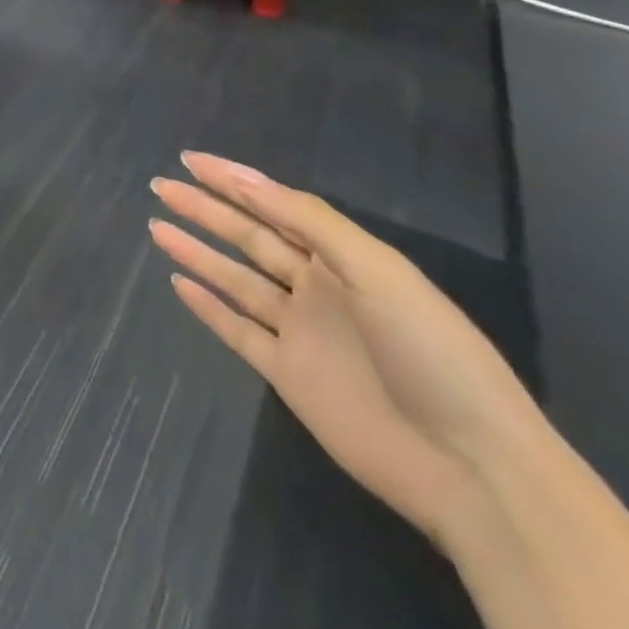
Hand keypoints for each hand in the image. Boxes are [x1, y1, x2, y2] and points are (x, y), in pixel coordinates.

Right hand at [148, 153, 545, 547]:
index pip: (276, 206)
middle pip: (249, 237)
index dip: (233, 181)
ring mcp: (300, 332)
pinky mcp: (287, 374)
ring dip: (198, 251)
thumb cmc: (430, 352)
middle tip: (161, 185)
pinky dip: (208, 307)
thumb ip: (310, 221)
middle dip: (205, 209)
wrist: (471, 467)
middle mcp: (317, 287)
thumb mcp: (377, 271)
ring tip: (157, 225)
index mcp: (343, 258)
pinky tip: (180, 284)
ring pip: (236, 279)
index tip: (190, 160)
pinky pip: (237, 330)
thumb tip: (246, 178)